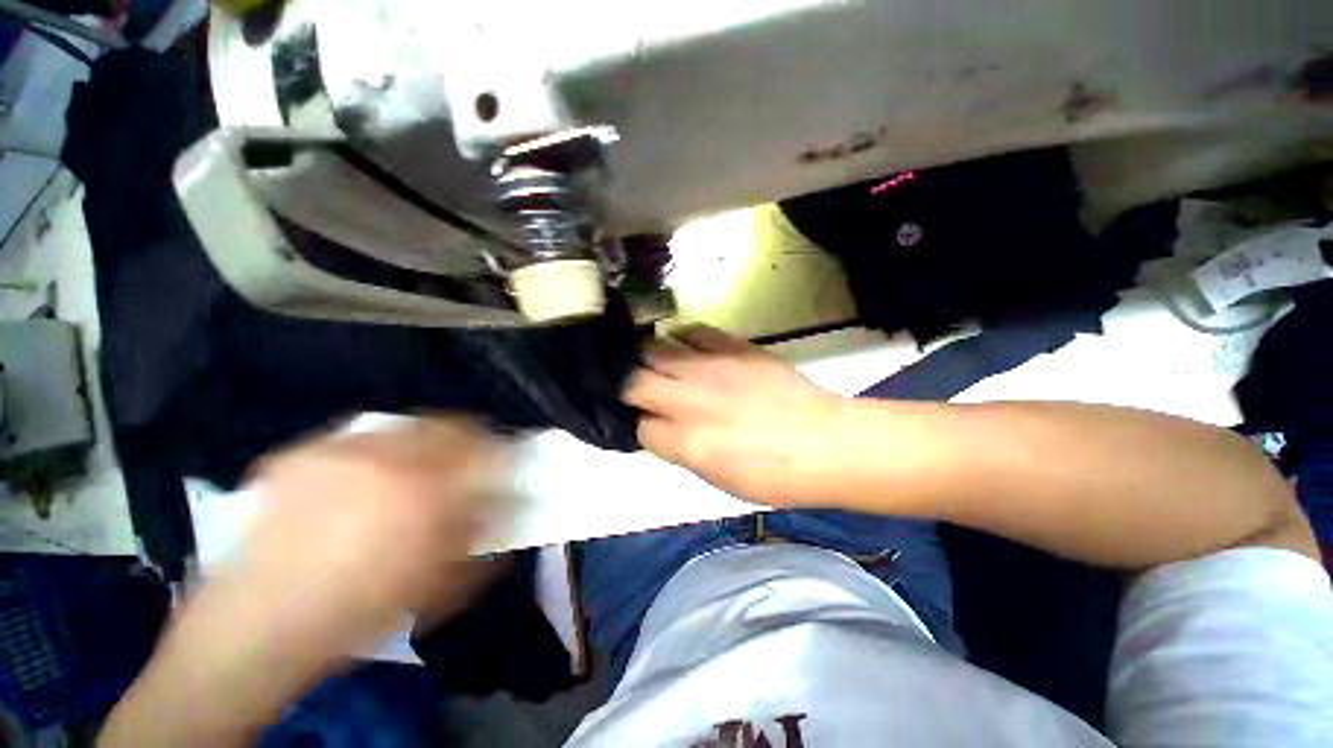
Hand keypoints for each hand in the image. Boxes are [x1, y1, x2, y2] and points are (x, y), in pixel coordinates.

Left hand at [211, 417, 503, 661]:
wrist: (260, 625)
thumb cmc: (361, 610)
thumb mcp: (441, 582)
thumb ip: (482, 535)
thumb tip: (508, 506)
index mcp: (427, 487)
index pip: (484, 445)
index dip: (500, 449)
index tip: (504, 460)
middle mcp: (387, 456)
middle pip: (445, 424)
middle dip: (464, 437)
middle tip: (463, 460)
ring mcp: (339, 451)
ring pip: (402, 426)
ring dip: (419, 442)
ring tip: (413, 469)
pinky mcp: (302, 454)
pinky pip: (356, 438)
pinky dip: (373, 451)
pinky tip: (363, 480)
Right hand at [624, 325, 850, 505]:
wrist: (826, 443)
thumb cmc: (773, 475)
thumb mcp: (716, 478)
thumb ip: (679, 450)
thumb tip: (659, 428)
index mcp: (685, 441)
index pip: (637, 425)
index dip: (636, 424)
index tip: (642, 421)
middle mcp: (688, 399)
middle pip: (632, 381)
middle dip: (627, 385)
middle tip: (636, 388)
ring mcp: (709, 368)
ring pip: (653, 349)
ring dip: (645, 357)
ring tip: (651, 361)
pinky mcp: (732, 346)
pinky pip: (692, 330)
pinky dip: (680, 336)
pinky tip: (683, 345)